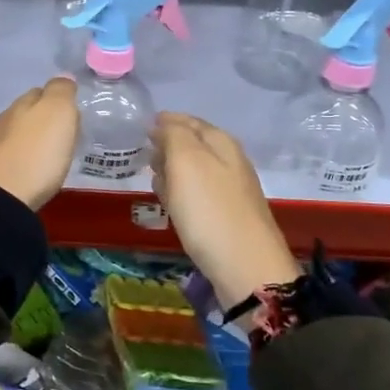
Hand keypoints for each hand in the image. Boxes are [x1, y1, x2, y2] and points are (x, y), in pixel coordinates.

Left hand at [0, 78, 79, 209]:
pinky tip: (35, 170)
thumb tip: (64, 77)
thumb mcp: (57, 112)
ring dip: (34, 141)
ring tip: (52, 154)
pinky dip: (26, 160)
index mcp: (23, 104)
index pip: (41, 92)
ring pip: (19, 135)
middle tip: (65, 134)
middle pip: (27, 114)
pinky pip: (14, 158)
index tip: (73, 112)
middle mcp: (6, 121)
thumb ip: (61, 91)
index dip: (58, 98)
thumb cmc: (37, 152)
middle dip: (44, 120)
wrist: (0, 197)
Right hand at [149, 113, 297, 307]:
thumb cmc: (210, 209)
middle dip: (170, 145)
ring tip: (154, 177)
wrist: (246, 268)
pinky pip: (198, 196)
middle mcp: (230, 162)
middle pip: (194, 145)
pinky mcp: (227, 218)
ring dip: (174, 171)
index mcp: (222, 143)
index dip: (167, 121)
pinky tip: (171, 205)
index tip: (144, 126)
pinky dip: (182, 194)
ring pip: (195, 172)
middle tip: (146, 151)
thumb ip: (173, 135)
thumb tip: (164, 124)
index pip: (190, 121)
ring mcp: (231, 192)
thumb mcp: (186, 161)